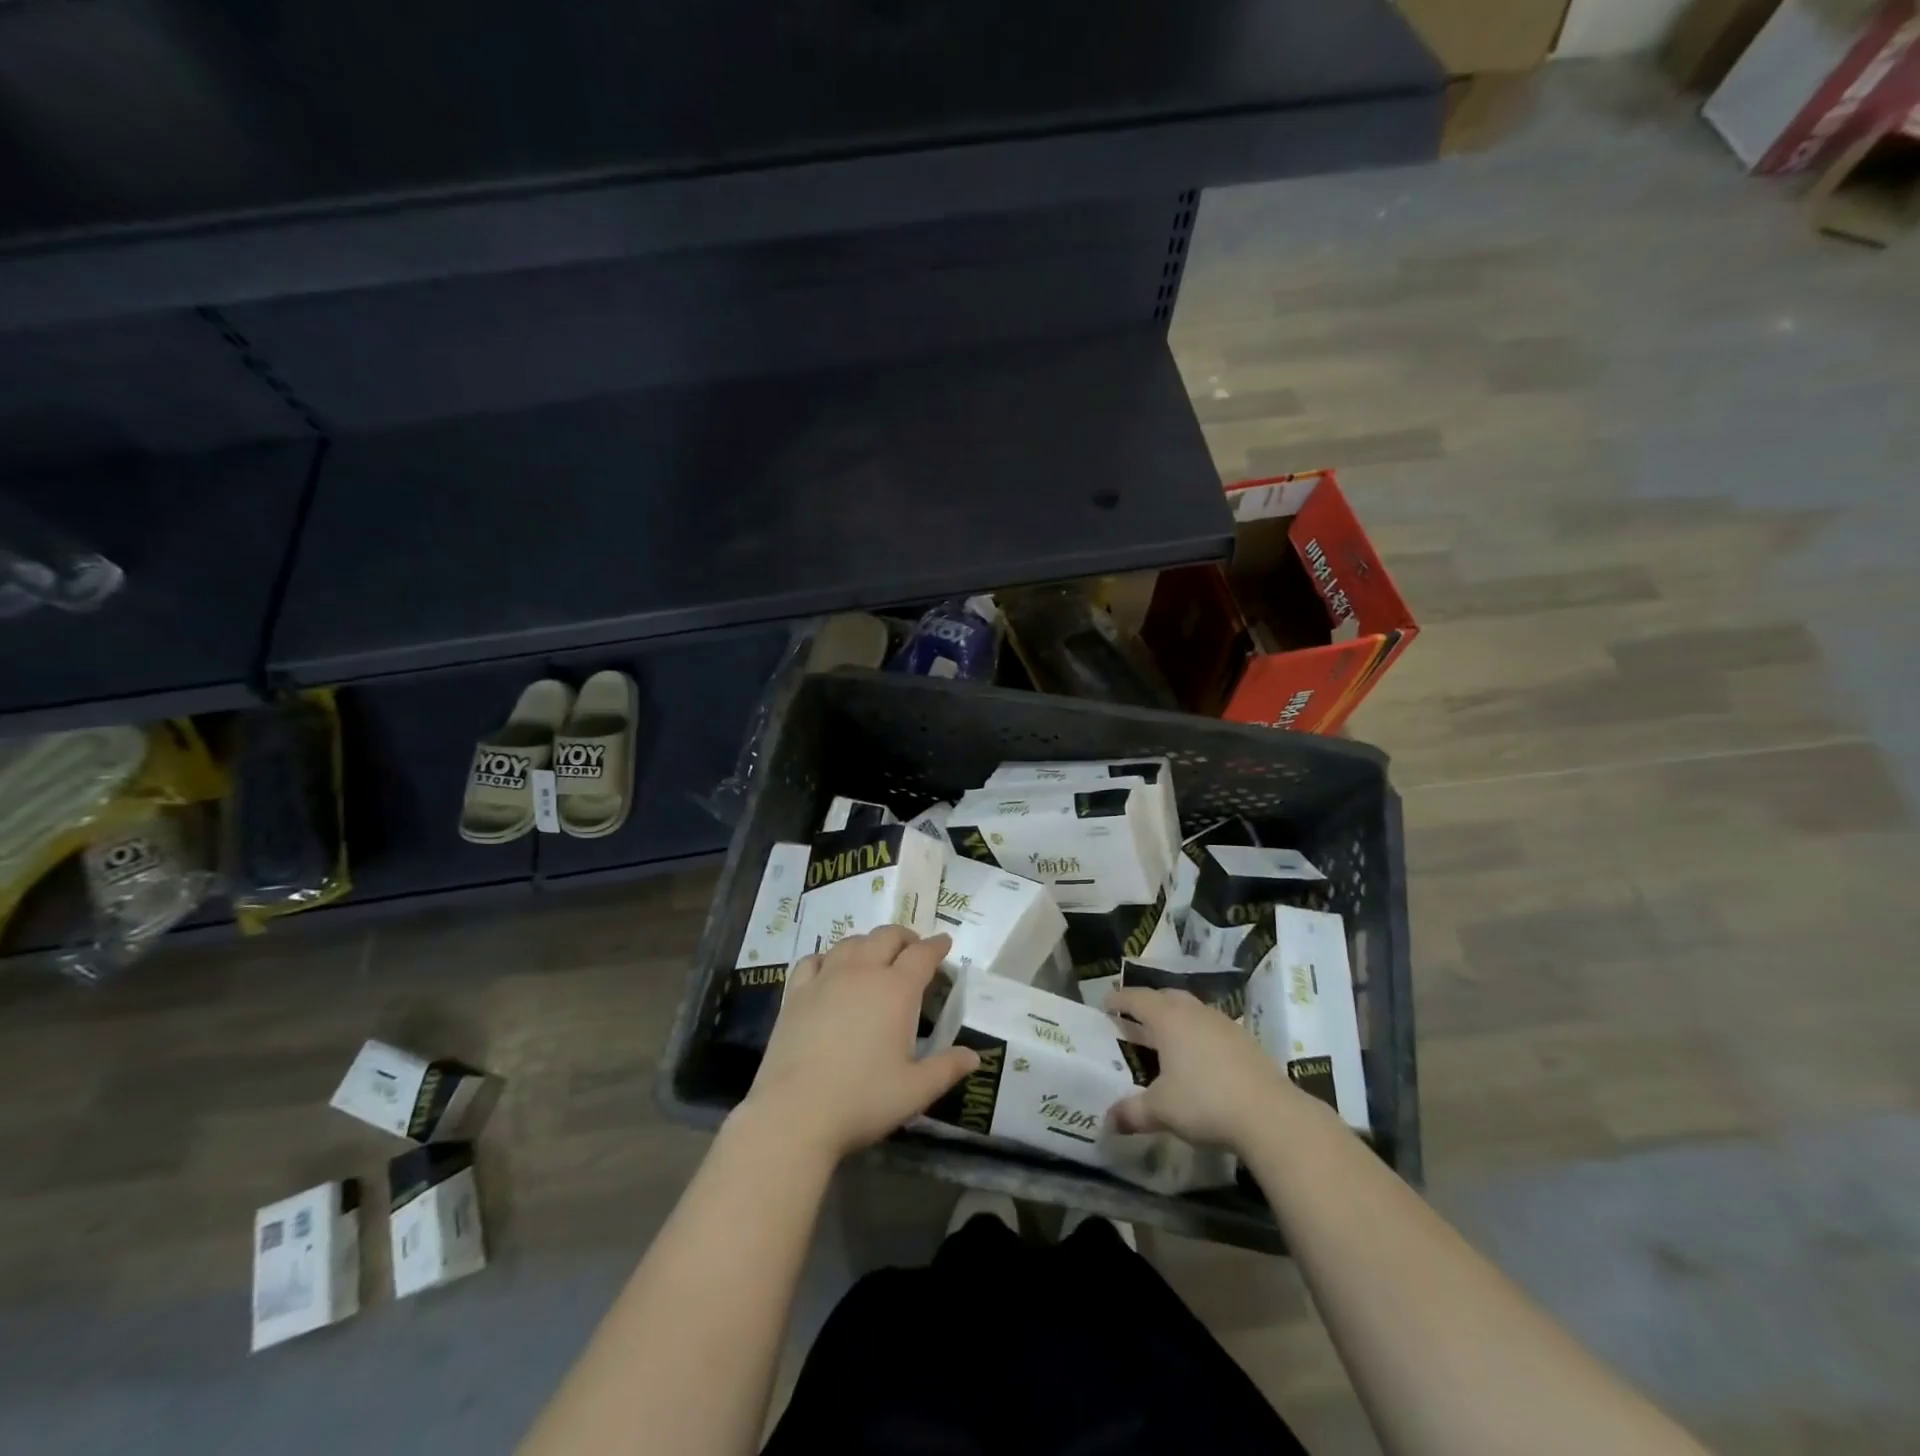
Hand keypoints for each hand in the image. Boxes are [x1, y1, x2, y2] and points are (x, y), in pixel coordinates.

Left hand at [739, 927, 977, 1162]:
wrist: (795, 1113)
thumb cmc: (863, 1100)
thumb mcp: (915, 1091)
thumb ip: (947, 1068)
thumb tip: (975, 1056)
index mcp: (896, 990)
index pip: (922, 954)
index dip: (936, 946)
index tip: (944, 943)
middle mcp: (862, 972)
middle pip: (886, 936)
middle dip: (905, 937)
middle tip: (913, 948)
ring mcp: (825, 979)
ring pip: (851, 943)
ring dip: (869, 943)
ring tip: (875, 955)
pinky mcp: (796, 993)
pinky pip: (813, 960)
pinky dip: (828, 957)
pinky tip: (829, 968)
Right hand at [1103, 986, 1300, 1148]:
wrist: (1270, 1114)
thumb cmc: (1205, 1102)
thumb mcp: (1161, 1111)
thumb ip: (1132, 1112)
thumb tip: (1107, 1122)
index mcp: (1168, 1019)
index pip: (1137, 998)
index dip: (1119, 1000)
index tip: (1105, 1003)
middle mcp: (1194, 1012)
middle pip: (1166, 997)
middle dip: (1148, 1003)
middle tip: (1134, 1016)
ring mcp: (1223, 1023)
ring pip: (1192, 1009)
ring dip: (1175, 1016)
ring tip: (1166, 1035)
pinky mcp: (1245, 1040)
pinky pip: (1211, 1026)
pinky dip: (1198, 1032)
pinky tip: (1199, 1055)